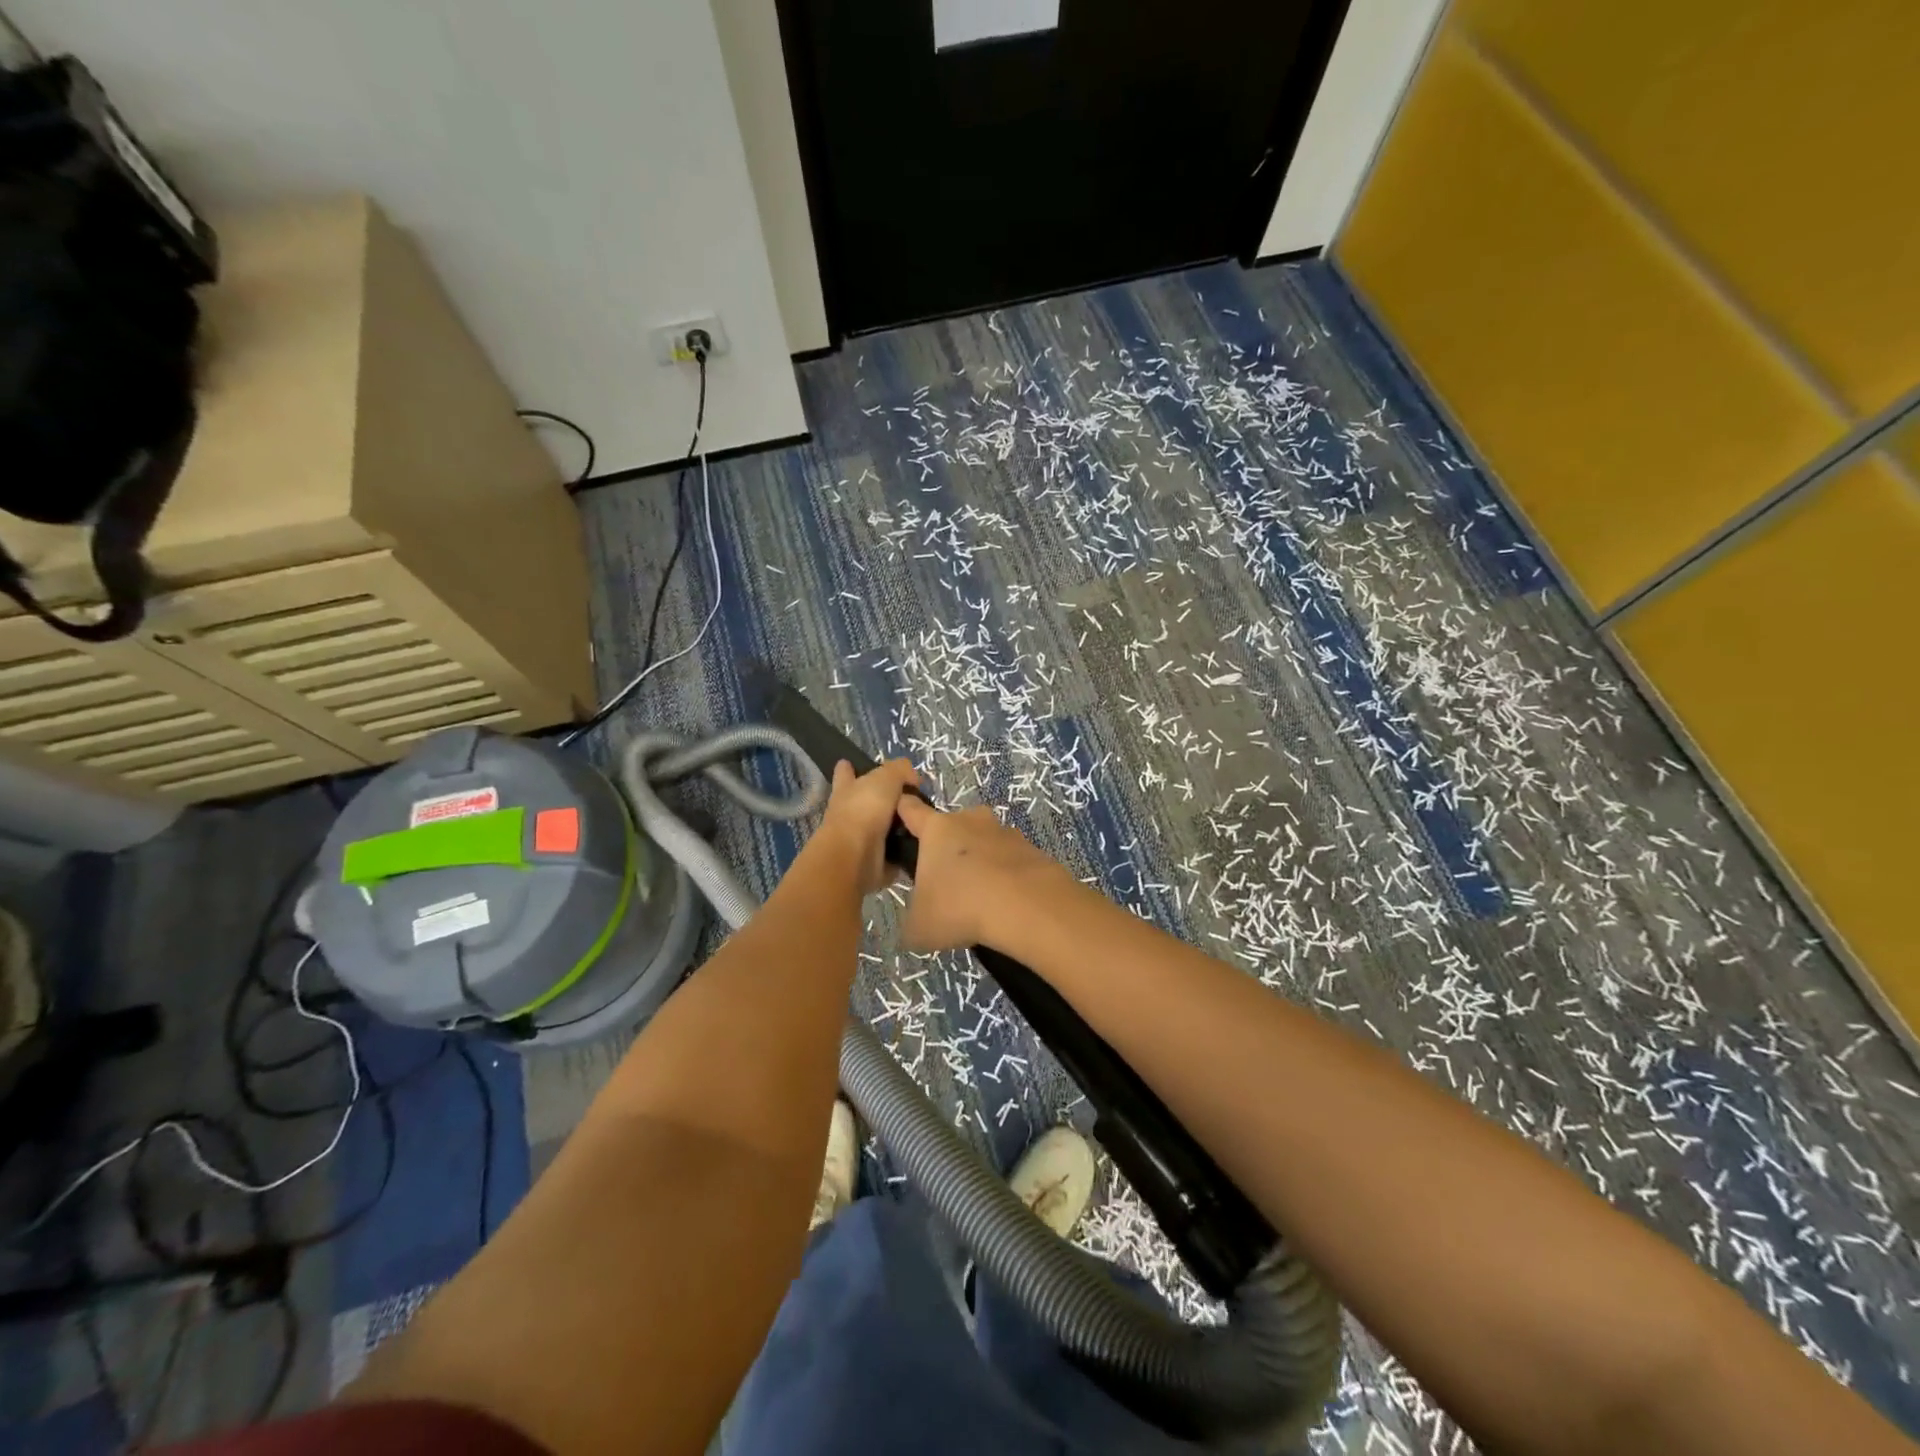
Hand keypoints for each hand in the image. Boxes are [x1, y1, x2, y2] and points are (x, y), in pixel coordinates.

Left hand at [813, 759, 918, 896]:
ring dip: (898, 828)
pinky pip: (892, 855)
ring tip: (925, 823)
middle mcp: (849, 813)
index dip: (848, 768)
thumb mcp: (886, 778)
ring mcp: (858, 839)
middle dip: (880, 801)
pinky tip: (923, 847)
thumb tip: (913, 779)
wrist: (855, 856)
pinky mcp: (872, 862)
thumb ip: (900, 770)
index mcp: (847, 789)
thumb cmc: (864, 810)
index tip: (851, 765)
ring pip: (881, 829)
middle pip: (865, 803)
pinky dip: (904, 853)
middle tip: (910, 801)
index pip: (845, 773)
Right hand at [895, 796, 1064, 952]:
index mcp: (937, 829)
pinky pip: (1011, 861)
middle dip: (949, 848)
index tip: (899, 822)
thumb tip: (919, 923)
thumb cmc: (960, 907)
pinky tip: (1007, 904)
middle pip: (953, 826)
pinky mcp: (1032, 849)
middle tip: (947, 883)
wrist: (1026, 907)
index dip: (903, 812)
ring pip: (985, 842)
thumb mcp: (920, 927)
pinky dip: (1007, 877)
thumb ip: (913, 920)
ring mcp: (1005, 832)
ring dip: (981, 862)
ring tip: (982, 898)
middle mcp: (971, 821)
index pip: (911, 809)